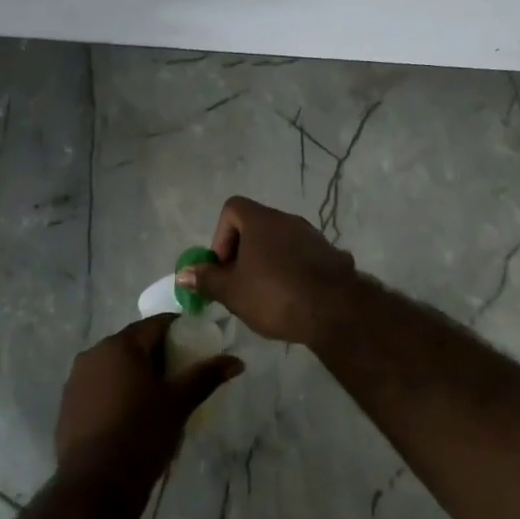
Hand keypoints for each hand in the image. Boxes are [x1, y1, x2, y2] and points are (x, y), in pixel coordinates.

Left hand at [55, 315, 241, 480]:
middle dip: (159, 356)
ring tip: (158, 400)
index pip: (157, 324)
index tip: (198, 349)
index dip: (181, 332)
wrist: (95, 487)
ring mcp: (76, 379)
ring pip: (116, 366)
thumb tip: (237, 360)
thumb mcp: (179, 403)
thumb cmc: (141, 435)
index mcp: (120, 345)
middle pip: (135, 344)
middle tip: (181, 378)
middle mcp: (94, 353)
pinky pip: (100, 387)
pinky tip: (131, 417)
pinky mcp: (68, 404)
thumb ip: (206, 376)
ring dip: (137, 375)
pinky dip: (118, 392)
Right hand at [177, 196, 358, 346]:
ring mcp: (313, 236)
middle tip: (240, 285)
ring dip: (268, 263)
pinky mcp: (331, 255)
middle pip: (256, 226)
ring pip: (281, 243)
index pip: (232, 208)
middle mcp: (288, 220)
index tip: (224, 266)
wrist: (335, 310)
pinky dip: (292, 272)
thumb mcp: (232, 292)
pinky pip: (302, 258)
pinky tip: (293, 300)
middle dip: (243, 253)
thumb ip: (207, 279)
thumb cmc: (275, 295)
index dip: (221, 235)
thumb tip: (184, 272)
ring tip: (266, 296)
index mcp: (262, 220)